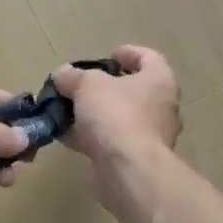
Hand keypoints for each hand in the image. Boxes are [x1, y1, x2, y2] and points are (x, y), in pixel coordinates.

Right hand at [53, 46, 181, 201]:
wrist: (127, 169)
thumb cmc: (116, 114)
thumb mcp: (87, 85)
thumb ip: (73, 76)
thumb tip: (62, 74)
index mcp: (159, 81)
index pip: (150, 59)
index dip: (130, 53)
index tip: (109, 55)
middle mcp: (160, 107)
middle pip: (132, 90)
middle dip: (104, 87)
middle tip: (81, 84)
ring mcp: (148, 136)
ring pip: (117, 117)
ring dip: (92, 113)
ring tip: (64, 109)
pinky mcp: (133, 159)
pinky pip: (108, 140)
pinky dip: (87, 136)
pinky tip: (62, 134)